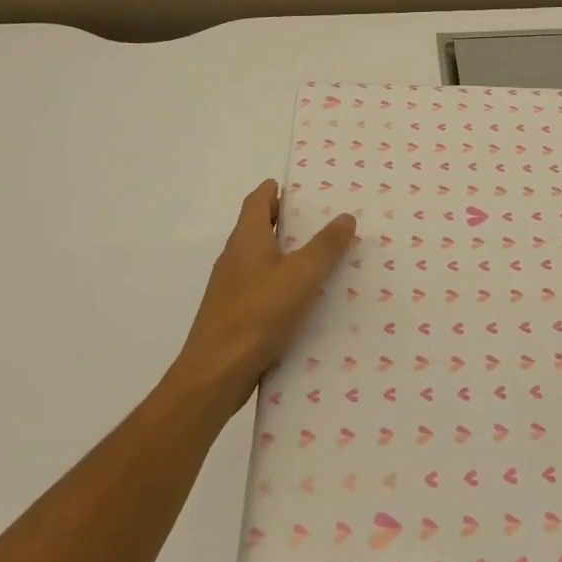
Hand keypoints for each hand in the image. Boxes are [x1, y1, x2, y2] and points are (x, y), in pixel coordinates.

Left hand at [165, 180, 356, 424]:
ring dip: (289, 254)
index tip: (303, 188)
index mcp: (246, 239)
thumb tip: (345, 217)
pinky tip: (308, 299)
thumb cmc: (257, 315)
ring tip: (325, 257)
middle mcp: (235, 258)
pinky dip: (284, 283)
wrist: (216, 374)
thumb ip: (325, 246)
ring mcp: (233, 288)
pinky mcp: (236, 314)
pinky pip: (264, 288)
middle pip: (260, 228)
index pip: (258, 200)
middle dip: (289, 221)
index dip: (276, 190)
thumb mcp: (300, 276)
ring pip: (264, 260)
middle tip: (326, 220)